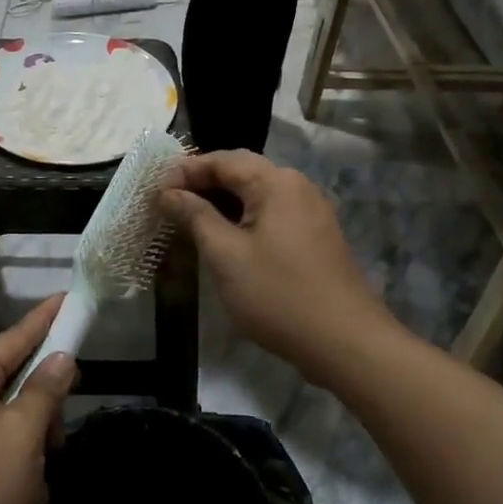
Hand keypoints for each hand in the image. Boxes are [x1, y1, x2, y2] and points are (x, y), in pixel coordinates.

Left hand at [0, 299, 76, 503]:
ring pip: (15, 420)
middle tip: (57, 436)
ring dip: (35, 446)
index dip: (46, 318)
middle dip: (44, 407)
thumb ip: (43, 392)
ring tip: (36, 481)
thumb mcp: (20, 438)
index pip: (15, 336)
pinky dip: (20, 471)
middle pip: (17, 380)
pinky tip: (25, 500)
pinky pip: (4, 451)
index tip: (70, 297)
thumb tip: (61, 356)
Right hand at [156, 152, 393, 376]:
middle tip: (167, 204)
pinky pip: (271, 213)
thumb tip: (168, 193)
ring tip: (188, 221)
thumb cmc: (278, 295)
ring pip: (256, 194)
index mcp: (275, 182)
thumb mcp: (225, 255)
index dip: (184, 172)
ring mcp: (310, 211)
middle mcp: (296, 186)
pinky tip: (223, 239)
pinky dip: (242, 218)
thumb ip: (195, 216)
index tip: (154, 193)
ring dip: (221, 202)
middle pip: (240, 171)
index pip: (221, 160)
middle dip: (202, 184)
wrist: (347, 343)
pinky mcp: (315, 236)